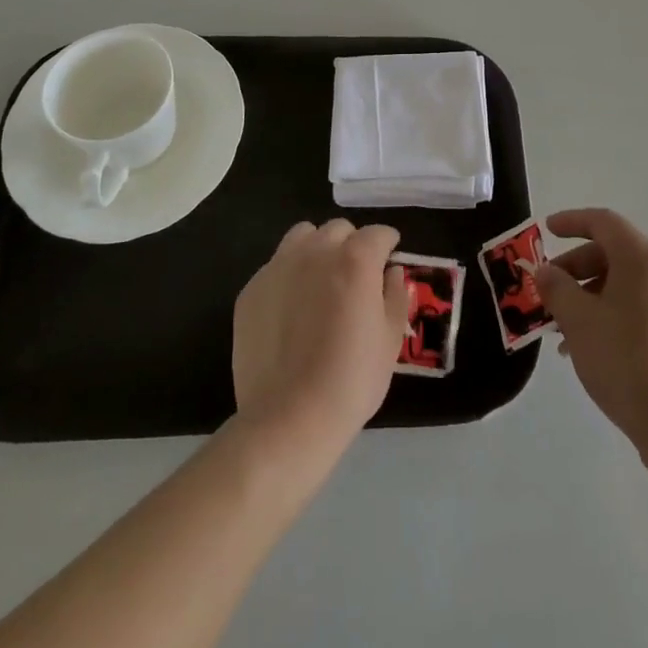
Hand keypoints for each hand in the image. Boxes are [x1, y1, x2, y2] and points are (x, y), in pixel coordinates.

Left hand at [232, 219, 408, 447]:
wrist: (289, 417)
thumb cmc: (351, 380)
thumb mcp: (390, 341)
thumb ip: (395, 296)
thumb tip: (391, 272)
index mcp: (355, 260)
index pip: (378, 234)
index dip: (388, 244)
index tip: (389, 257)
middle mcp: (316, 251)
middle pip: (339, 229)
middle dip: (352, 244)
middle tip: (355, 275)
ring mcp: (279, 267)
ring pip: (303, 236)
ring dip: (318, 248)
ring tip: (320, 280)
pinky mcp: (252, 289)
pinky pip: (276, 266)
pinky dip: (289, 275)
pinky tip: (292, 307)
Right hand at [535, 208, 647, 448]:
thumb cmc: (624, 360)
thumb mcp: (578, 320)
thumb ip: (556, 288)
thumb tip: (546, 272)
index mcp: (644, 258)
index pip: (603, 222)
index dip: (572, 222)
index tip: (546, 231)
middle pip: (614, 253)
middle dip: (576, 267)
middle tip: (549, 289)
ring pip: (626, 282)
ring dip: (590, 294)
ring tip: (563, 326)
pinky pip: (640, 305)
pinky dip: (612, 311)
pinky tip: (590, 345)